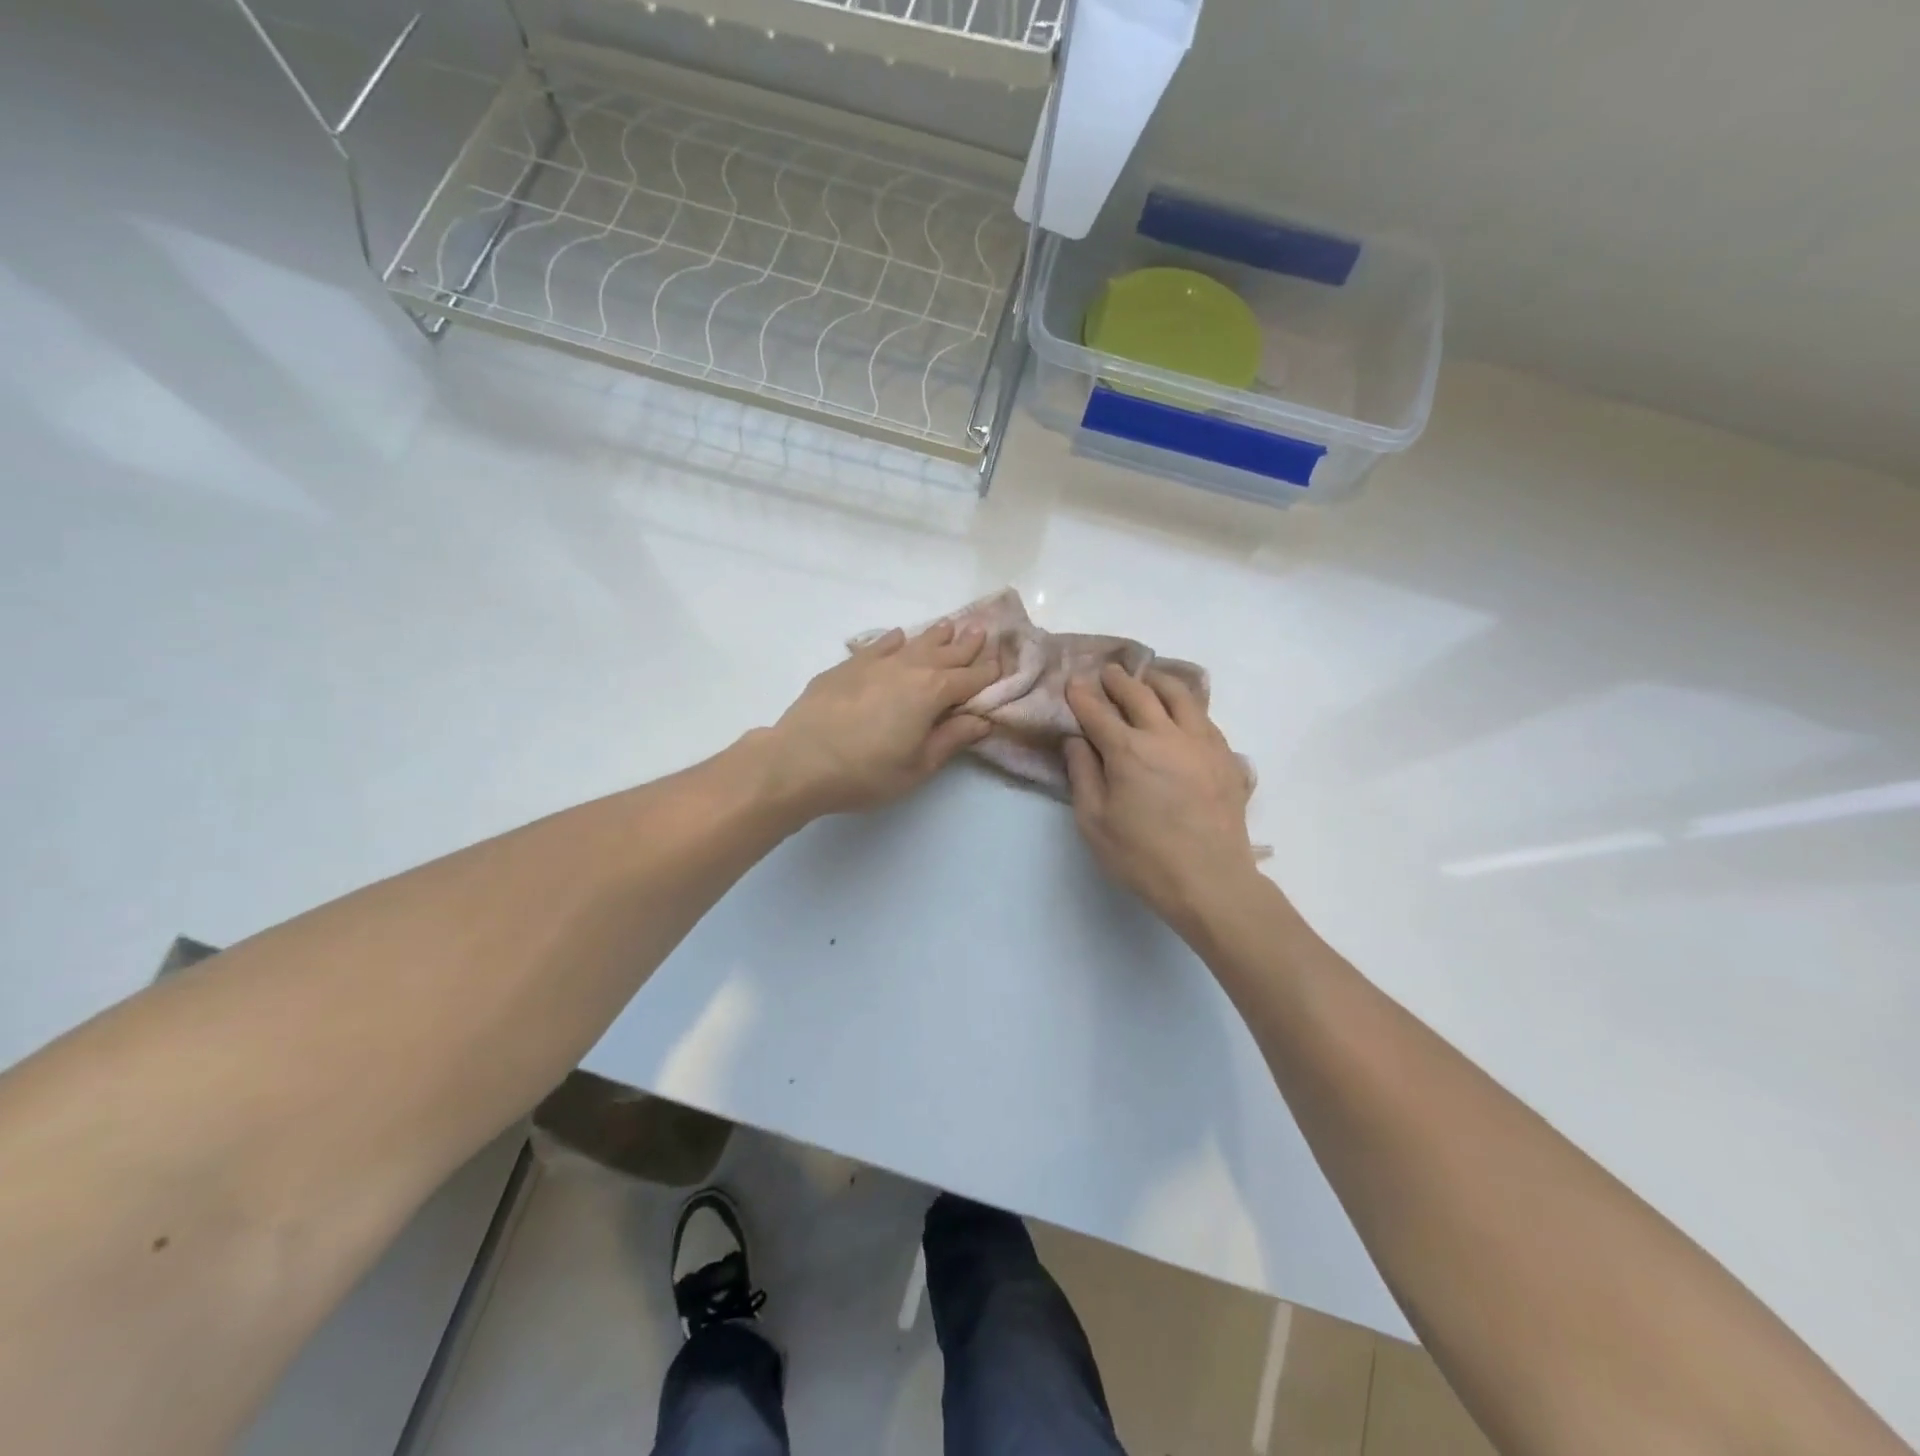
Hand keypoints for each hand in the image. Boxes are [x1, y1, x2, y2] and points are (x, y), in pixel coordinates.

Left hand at [761, 621, 1001, 818]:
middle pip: (945, 654)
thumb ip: (951, 740)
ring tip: (949, 626)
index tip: (1002, 665)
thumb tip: (983, 721)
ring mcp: (875, 663)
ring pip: (914, 643)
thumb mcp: (917, 767)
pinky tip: (899, 636)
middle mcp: (908, 669)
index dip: (988, 674)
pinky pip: (879, 645)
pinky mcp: (847, 666)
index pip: (969, 680)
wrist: (799, 760)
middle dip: (967, 645)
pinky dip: (894, 640)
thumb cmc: (865, 773)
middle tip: (982, 631)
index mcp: (932, 693)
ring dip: (935, 636)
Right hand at [1064, 665, 1258, 929]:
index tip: (1072, 683)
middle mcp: (1165, 734)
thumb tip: (1075, 740)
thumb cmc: (1142, 856)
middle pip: (1139, 694)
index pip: (1098, 712)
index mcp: (1128, 750)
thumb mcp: (1094, 822)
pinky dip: (1187, 705)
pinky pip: (1205, 717)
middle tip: (1107, 673)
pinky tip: (1183, 712)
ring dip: (1158, 682)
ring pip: (1180, 696)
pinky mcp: (1226, 757)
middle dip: (1119, 680)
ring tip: (1148, 679)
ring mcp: (1201, 742)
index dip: (1082, 696)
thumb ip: (1082, 774)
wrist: (1210, 880)